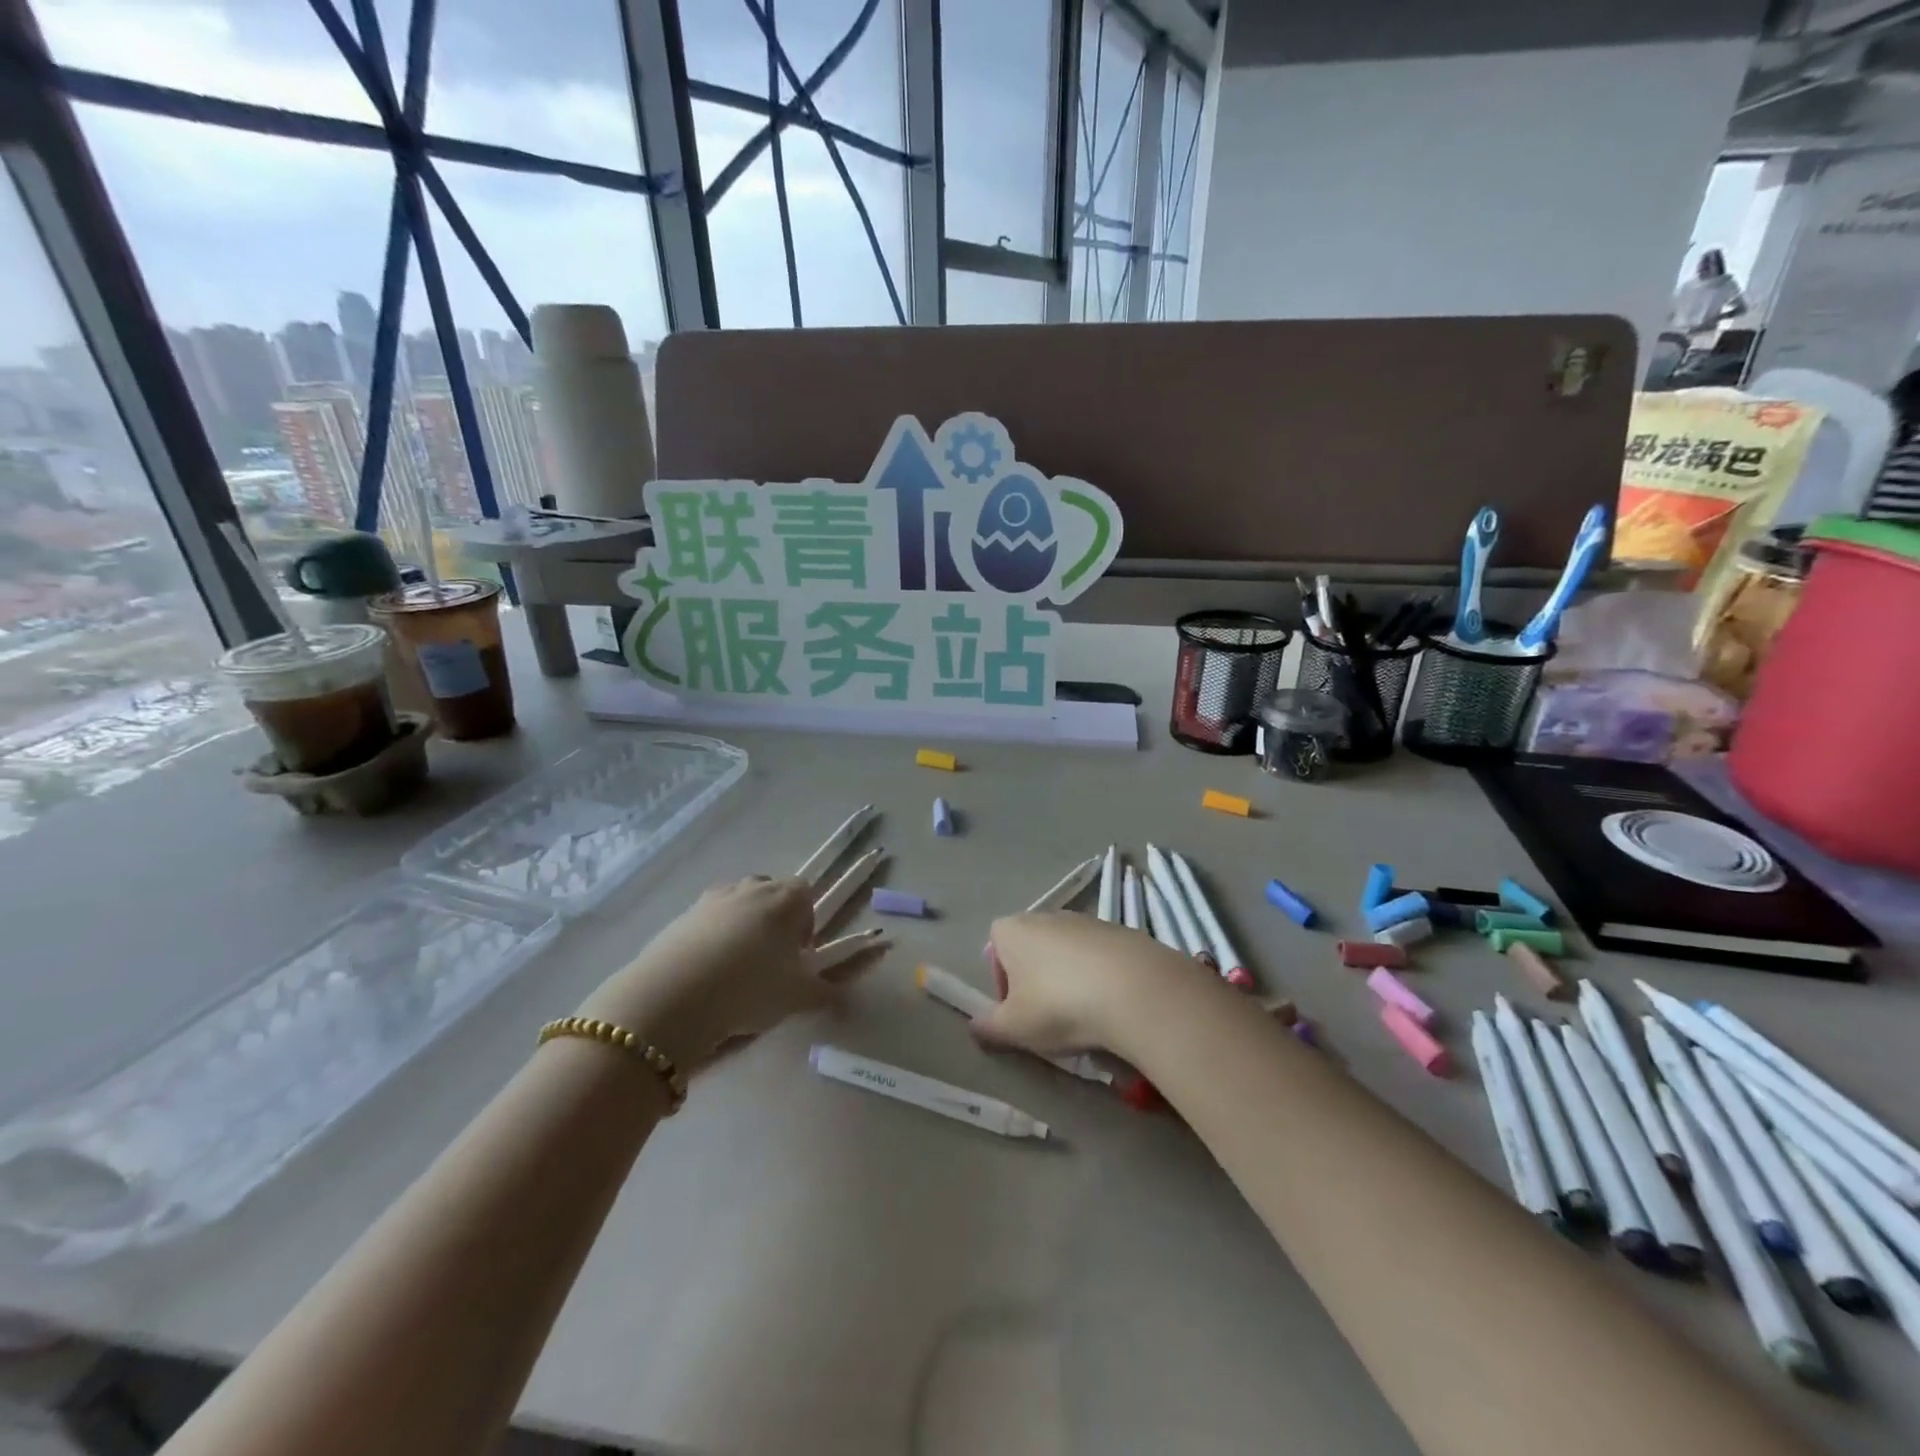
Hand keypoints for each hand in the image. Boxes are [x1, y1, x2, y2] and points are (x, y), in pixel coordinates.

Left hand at [577, 877, 865, 1073]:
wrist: (675, 996)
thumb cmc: (751, 988)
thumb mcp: (799, 996)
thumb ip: (830, 990)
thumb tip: (849, 993)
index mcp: (786, 899)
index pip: (806, 894)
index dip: (806, 923)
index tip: (797, 956)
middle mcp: (751, 888)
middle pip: (771, 894)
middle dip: (775, 921)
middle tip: (770, 962)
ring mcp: (713, 898)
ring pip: (738, 904)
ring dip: (742, 926)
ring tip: (736, 968)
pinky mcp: (682, 916)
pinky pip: (707, 920)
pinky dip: (712, 938)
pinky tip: (706, 973)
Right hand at [974, 912, 1193, 1056]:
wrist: (1135, 989)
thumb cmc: (1059, 1005)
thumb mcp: (1014, 1028)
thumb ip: (988, 1028)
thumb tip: (974, 1028)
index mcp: (1013, 930)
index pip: (994, 944)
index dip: (1000, 977)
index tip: (1015, 1008)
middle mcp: (1047, 915)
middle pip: (1032, 947)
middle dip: (1035, 980)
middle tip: (1047, 1016)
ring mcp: (1086, 920)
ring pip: (1067, 952)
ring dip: (1069, 979)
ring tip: (1084, 1016)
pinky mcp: (1121, 932)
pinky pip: (1099, 957)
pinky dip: (1100, 977)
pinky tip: (1112, 1006)